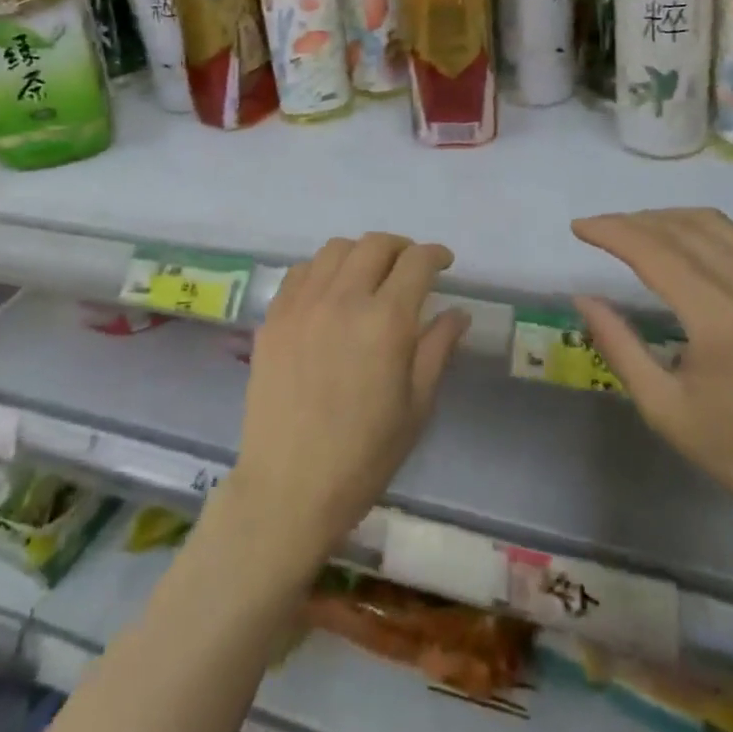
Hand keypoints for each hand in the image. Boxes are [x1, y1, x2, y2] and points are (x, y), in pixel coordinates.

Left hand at [227, 233, 469, 566]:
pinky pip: (301, 271)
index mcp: (386, 321)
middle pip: (375, 244)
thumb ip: (437, 348)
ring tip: (369, 275)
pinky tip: (329, 293)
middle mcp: (343, 298)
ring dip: (360, 253)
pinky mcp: (274, 316)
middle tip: (409, 267)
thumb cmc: (363, 455)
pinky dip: (322, 269)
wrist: (288, 487)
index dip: (434, 255)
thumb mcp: (416, 407)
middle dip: (400, 247)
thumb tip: (457, 312)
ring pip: (335, 249)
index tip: (443, 262)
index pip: (416, 263)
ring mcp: (302, 303)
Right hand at [572, 209, 732, 541]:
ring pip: (718, 225)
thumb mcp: (664, 408)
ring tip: (638, 232)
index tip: (579, 228)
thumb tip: (583, 298)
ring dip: (670, 220)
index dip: (611, 231)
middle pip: (683, 229)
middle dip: (633, 221)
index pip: (654, 251)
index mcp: (721, 320)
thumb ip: (618, 345)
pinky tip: (690, 245)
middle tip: (601, 230)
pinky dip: (709, 230)